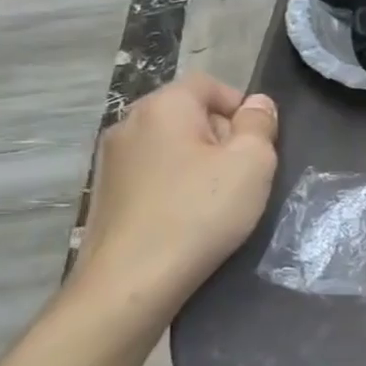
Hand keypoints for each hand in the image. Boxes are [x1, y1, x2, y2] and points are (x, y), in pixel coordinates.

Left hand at [74, 75, 279, 311]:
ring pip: (171, 147)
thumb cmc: (200, 212)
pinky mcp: (106, 195)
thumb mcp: (252, 162)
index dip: (241, 106)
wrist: (132, 281)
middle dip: (221, 136)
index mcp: (163, 107)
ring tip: (218, 201)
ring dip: (199, 164)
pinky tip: (188, 218)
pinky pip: (153, 175)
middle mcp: (129, 124)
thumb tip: (257, 104)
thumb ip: (260, 125)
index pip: (208, 84)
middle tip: (244, 175)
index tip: (259, 144)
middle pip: (188, 114)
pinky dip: (176, 187)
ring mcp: (111, 162)